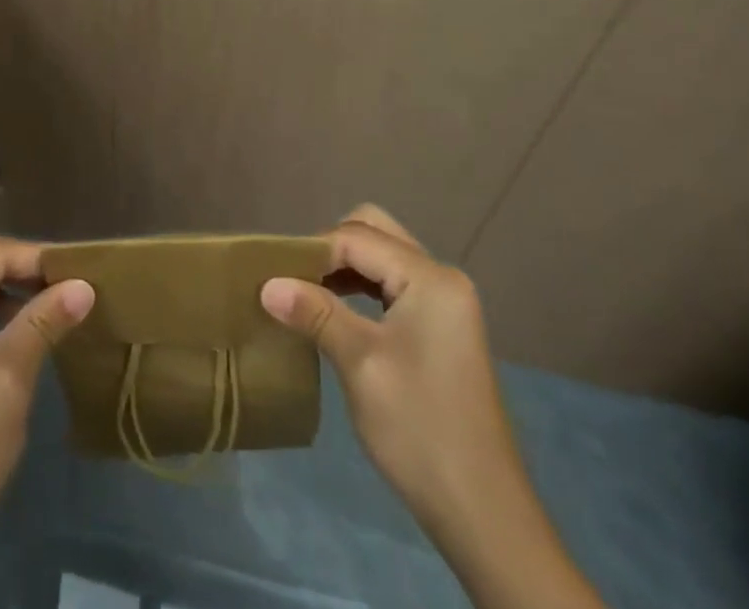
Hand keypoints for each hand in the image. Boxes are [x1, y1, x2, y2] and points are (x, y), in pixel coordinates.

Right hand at [261, 205, 602, 608]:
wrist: (483, 514)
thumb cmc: (419, 428)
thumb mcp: (360, 364)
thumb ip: (315, 313)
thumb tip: (266, 284)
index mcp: (430, 278)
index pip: (357, 239)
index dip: (312, 252)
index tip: (274, 274)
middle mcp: (441, 278)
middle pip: (374, 233)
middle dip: (330, 249)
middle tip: (294, 279)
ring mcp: (445, 304)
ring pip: (384, 258)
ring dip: (344, 268)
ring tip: (306, 295)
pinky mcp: (441, 329)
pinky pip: (393, 286)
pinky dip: (362, 289)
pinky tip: (337, 313)